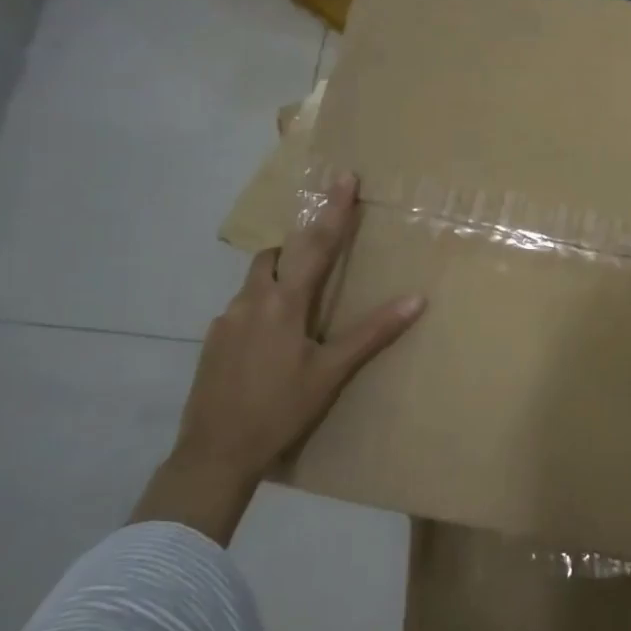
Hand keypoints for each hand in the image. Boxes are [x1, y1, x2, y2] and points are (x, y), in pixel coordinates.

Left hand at [134, 172, 423, 542]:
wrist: (214, 453)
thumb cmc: (281, 409)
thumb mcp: (332, 373)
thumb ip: (373, 333)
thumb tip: (417, 299)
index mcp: (284, 303)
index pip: (316, 245)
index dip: (334, 211)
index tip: (344, 177)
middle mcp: (250, 301)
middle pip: (274, 255)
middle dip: (298, 247)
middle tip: (322, 260)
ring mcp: (225, 321)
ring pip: (255, 282)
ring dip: (279, 280)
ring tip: (302, 308)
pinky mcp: (213, 342)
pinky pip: (242, 309)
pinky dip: (263, 309)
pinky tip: (274, 344)